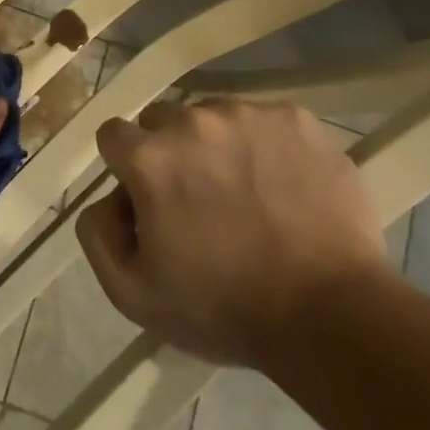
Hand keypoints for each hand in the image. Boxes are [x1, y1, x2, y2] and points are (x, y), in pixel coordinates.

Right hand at [75, 97, 387, 368]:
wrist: (332, 314)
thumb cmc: (226, 309)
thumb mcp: (134, 294)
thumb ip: (97, 234)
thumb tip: (105, 199)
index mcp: (150, 158)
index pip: (114, 135)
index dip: (126, 168)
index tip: (148, 198)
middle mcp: (193, 120)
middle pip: (163, 121)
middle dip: (171, 153)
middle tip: (200, 199)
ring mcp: (249, 115)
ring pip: (215, 118)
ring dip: (219, 147)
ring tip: (249, 194)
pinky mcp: (297, 119)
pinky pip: (265, 122)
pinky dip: (266, 146)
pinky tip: (284, 187)